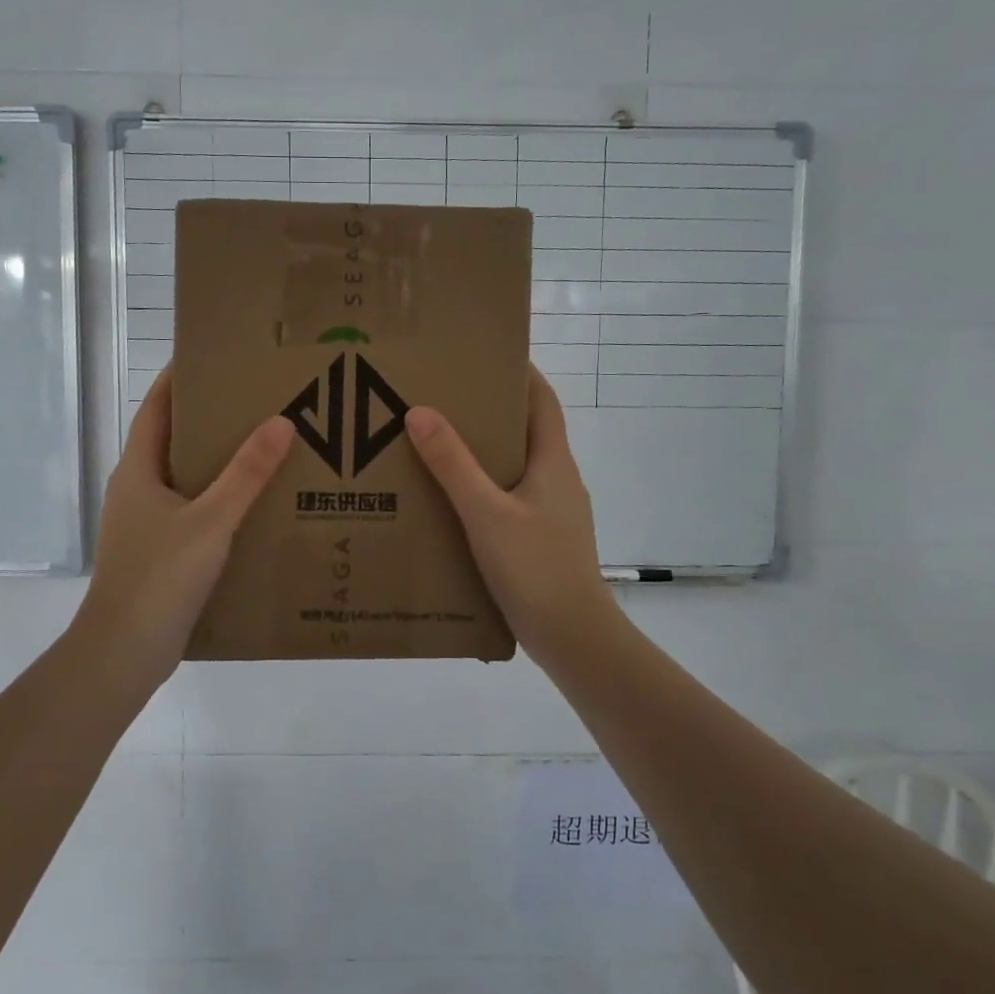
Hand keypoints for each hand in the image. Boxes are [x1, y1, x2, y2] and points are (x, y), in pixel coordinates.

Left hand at [72, 370, 292, 692]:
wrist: (124, 652)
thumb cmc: (159, 577)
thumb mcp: (210, 521)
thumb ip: (246, 474)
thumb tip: (281, 422)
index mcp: (138, 470)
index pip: (156, 408)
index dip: (179, 379)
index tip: (213, 356)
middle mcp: (137, 490)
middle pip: (173, 440)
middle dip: (209, 419)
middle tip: (256, 401)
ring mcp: (146, 523)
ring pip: (184, 479)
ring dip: (217, 462)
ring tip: (264, 447)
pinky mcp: (159, 552)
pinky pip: (193, 511)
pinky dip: (219, 500)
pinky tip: (253, 507)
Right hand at [404, 368, 620, 666]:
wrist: (574, 638)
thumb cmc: (536, 567)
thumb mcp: (486, 513)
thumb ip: (453, 464)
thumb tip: (420, 412)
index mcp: (553, 462)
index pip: (541, 401)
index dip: (519, 373)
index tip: (483, 355)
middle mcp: (558, 480)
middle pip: (525, 432)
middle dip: (489, 413)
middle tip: (443, 400)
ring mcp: (552, 513)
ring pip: (516, 469)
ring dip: (483, 455)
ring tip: (437, 448)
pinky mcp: (541, 541)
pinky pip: (510, 501)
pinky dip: (483, 492)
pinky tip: (451, 505)